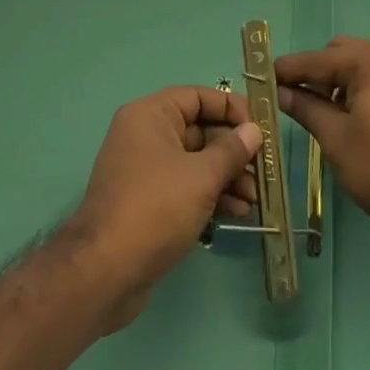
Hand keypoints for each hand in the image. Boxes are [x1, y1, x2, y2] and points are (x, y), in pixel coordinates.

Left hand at [68, 86, 262, 331]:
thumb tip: (253, 130)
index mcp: (151, 116)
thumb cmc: (155, 208)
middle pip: (200, 131)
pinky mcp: (149, 202)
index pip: (198, 97)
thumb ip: (231, 151)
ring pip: (196, 163)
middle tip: (264, 170)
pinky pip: (187, 187)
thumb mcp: (201, 176)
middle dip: (235, 151)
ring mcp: (146, 171)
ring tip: (256, 199)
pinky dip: (212, 195)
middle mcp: (145, 136)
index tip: (261, 128)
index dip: (231, 108)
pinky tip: (238, 213)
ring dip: (228, 177)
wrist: (105, 272)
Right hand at [277, 37, 369, 242]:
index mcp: (369, 63)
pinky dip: (357, 89)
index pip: (316, 58)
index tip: (260, 80)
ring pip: (359, 66)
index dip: (286, 70)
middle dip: (314, 73)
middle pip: (339, 53)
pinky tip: (350, 118)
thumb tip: (280, 92)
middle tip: (295, 100)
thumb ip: (306, 108)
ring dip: (335, 82)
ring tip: (321, 113)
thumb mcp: (336, 139)